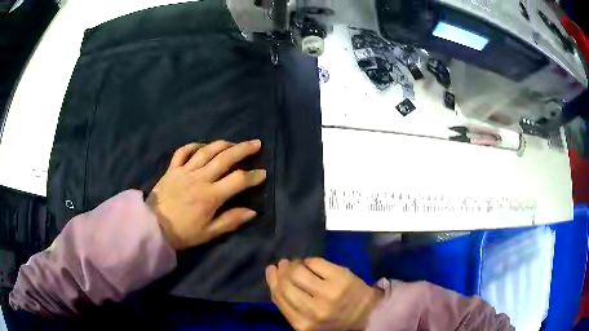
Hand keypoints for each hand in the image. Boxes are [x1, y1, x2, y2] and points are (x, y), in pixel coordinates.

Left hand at [147, 140, 265, 250]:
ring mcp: (184, 171)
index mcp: (210, 196)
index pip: (238, 180)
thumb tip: (252, 212)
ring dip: (223, 144)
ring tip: (234, 143)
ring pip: (206, 151)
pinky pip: (183, 152)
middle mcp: (199, 178)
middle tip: (257, 143)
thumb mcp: (208, 233)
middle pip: (225, 158)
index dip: (253, 176)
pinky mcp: (172, 169)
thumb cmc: (182, 233)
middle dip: (243, 149)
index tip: (263, 174)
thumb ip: (230, 221)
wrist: (153, 227)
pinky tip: (202, 146)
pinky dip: (194, 146)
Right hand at [266, 258, 382, 330]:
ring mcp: (328, 292)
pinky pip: (315, 262)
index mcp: (303, 324)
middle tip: (283, 264)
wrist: (368, 314)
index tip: (271, 270)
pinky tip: (311, 264)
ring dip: (294, 264)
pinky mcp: (341, 277)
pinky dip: (309, 261)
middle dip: (281, 270)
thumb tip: (275, 278)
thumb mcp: (308, 322)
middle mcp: (313, 310)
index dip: (272, 280)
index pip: (279, 297)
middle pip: (286, 283)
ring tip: (296, 264)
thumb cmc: (335, 320)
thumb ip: (290, 306)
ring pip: (298, 271)